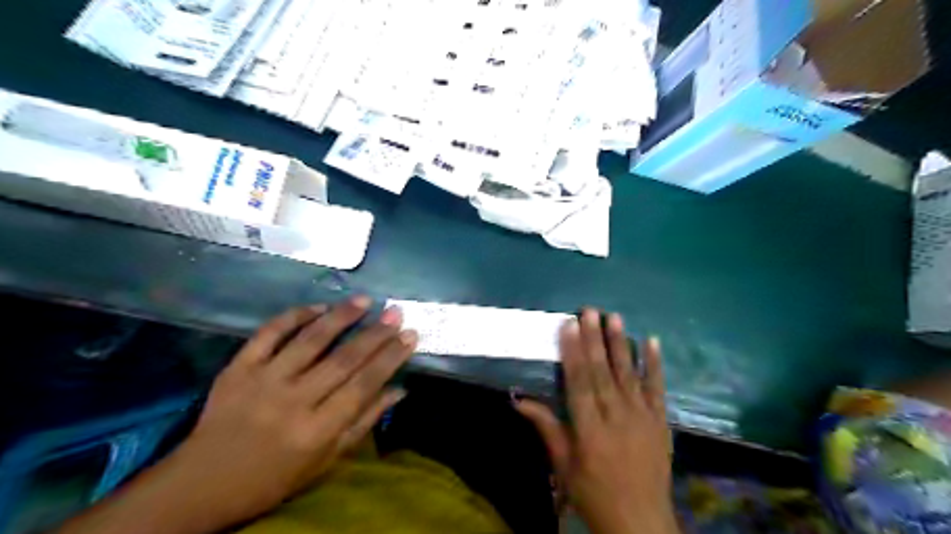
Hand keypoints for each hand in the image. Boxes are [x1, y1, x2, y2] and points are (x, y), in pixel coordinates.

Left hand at [58, 295, 416, 533]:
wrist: (201, 484)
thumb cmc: (274, 478)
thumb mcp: (326, 461)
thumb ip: (363, 422)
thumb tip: (399, 389)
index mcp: (317, 430)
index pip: (364, 385)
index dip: (390, 358)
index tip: (410, 335)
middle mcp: (292, 402)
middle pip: (343, 359)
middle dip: (375, 333)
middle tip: (395, 312)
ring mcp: (262, 381)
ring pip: (309, 340)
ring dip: (340, 316)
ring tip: (364, 300)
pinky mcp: (237, 368)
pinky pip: (269, 333)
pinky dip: (295, 316)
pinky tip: (318, 307)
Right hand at [517, 308, 679, 533]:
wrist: (641, 522)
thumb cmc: (594, 492)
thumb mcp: (563, 465)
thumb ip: (546, 427)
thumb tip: (517, 399)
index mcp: (590, 429)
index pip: (579, 382)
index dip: (573, 351)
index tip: (568, 325)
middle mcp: (617, 417)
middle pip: (603, 371)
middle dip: (595, 338)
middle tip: (590, 310)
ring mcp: (643, 417)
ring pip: (629, 373)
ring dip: (621, 343)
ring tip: (615, 317)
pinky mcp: (661, 421)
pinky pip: (658, 388)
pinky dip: (655, 364)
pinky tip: (651, 341)